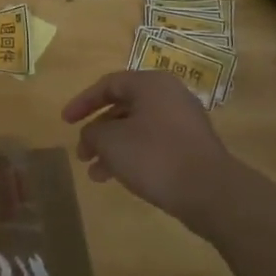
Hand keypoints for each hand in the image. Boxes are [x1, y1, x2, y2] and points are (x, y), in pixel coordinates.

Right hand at [62, 71, 247, 234]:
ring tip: (95, 174)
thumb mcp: (110, 142)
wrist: (210, 192)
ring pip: (137, 128)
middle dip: (98, 131)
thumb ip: (92, 133)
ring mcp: (184, 121)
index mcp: (151, 84)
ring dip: (112, 148)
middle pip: (123, 107)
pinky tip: (120, 178)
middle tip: (81, 153)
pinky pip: (153, 143)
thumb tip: (91, 135)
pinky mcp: (192, 146)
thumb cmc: (154, 156)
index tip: (65, 122)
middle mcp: (170, 95)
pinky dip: (133, 155)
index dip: (82, 102)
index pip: (109, 84)